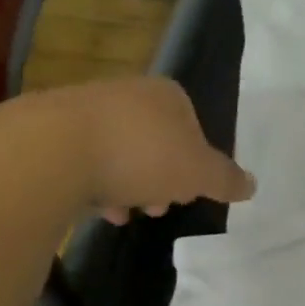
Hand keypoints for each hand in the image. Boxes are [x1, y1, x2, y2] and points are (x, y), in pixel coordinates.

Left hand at [13, 77, 254, 223]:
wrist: (54, 150)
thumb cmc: (141, 155)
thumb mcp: (197, 173)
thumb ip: (225, 179)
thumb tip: (252, 184)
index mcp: (167, 95)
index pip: (192, 126)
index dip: (195, 163)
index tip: (189, 192)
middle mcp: (128, 93)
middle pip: (155, 141)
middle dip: (160, 178)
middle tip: (159, 207)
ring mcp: (87, 108)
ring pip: (119, 152)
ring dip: (128, 185)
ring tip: (125, 213)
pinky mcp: (52, 130)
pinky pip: (84, 160)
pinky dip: (94, 184)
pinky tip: (96, 208)